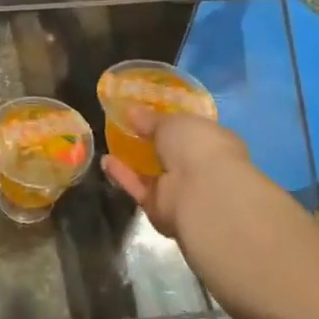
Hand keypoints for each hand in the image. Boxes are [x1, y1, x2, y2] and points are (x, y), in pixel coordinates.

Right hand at [101, 107, 250, 240]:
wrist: (202, 194)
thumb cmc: (197, 146)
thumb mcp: (172, 121)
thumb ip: (151, 118)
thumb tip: (132, 111)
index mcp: (213, 141)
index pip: (191, 130)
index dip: (170, 121)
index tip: (148, 111)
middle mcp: (200, 166)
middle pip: (171, 153)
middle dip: (150, 140)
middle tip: (126, 124)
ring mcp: (181, 189)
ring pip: (152, 172)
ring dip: (133, 159)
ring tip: (110, 140)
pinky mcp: (161, 208)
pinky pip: (139, 188)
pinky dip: (123, 175)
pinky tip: (106, 160)